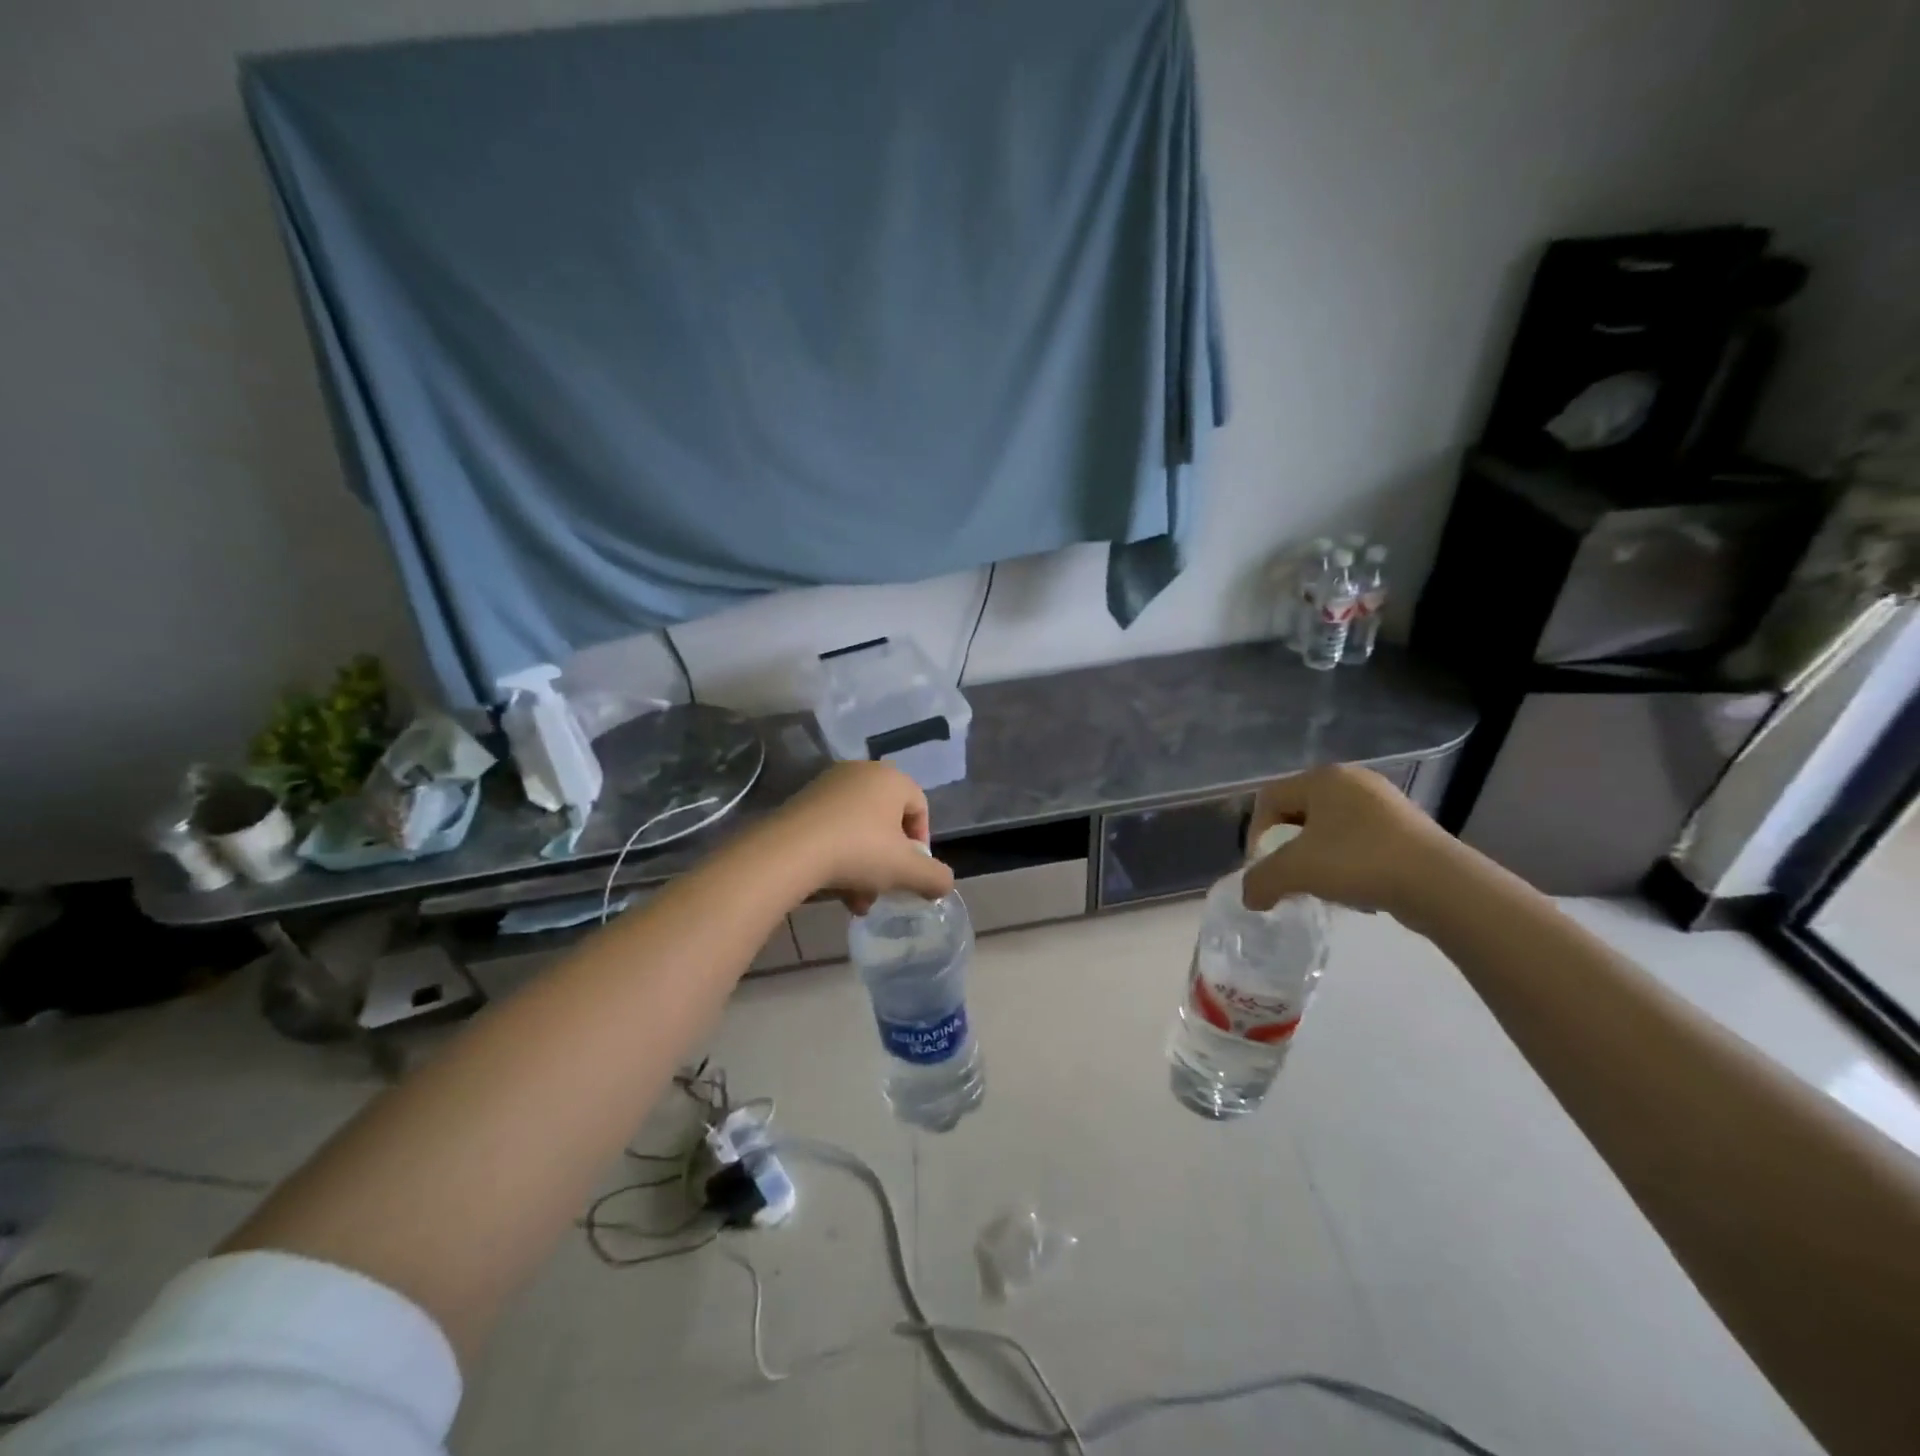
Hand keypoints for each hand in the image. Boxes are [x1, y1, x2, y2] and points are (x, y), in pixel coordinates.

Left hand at [771, 761, 954, 912]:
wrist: (789, 851)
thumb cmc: (859, 851)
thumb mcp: (906, 870)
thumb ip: (935, 877)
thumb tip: (944, 884)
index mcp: (891, 778)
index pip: (919, 808)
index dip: (921, 844)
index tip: (911, 873)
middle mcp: (861, 773)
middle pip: (887, 822)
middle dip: (888, 861)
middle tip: (883, 890)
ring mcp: (828, 785)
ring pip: (859, 830)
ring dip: (864, 866)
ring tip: (856, 900)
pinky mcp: (802, 802)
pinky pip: (833, 829)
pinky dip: (838, 856)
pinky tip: (834, 887)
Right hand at [1242, 764, 1458, 917]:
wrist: (1439, 884)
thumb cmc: (1358, 861)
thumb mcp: (1294, 871)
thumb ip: (1260, 881)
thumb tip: (1250, 897)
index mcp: (1322, 777)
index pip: (1269, 798)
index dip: (1257, 834)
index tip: (1263, 867)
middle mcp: (1352, 780)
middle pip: (1299, 812)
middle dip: (1287, 847)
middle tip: (1288, 877)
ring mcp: (1383, 802)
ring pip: (1329, 828)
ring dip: (1316, 856)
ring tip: (1320, 885)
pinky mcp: (1406, 826)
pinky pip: (1359, 839)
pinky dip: (1346, 861)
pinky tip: (1354, 885)